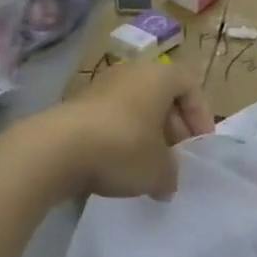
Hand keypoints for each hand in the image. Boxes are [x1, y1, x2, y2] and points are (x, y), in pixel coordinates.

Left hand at [61, 60, 213, 200]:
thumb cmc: (123, 147)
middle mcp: (133, 73)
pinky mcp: (78, 105)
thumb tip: (168, 183)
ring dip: (146, 135)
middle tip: (176, 159)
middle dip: (173, 129)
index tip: (199, 146)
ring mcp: (102, 86)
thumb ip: (171, 174)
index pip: (191, 87)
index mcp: (160, 76)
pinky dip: (121, 139)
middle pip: (163, 97)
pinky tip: (118, 167)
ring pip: (136, 108)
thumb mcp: (159, 170)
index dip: (200, 116)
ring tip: (148, 167)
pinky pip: (112, 118)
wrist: (56, 149)